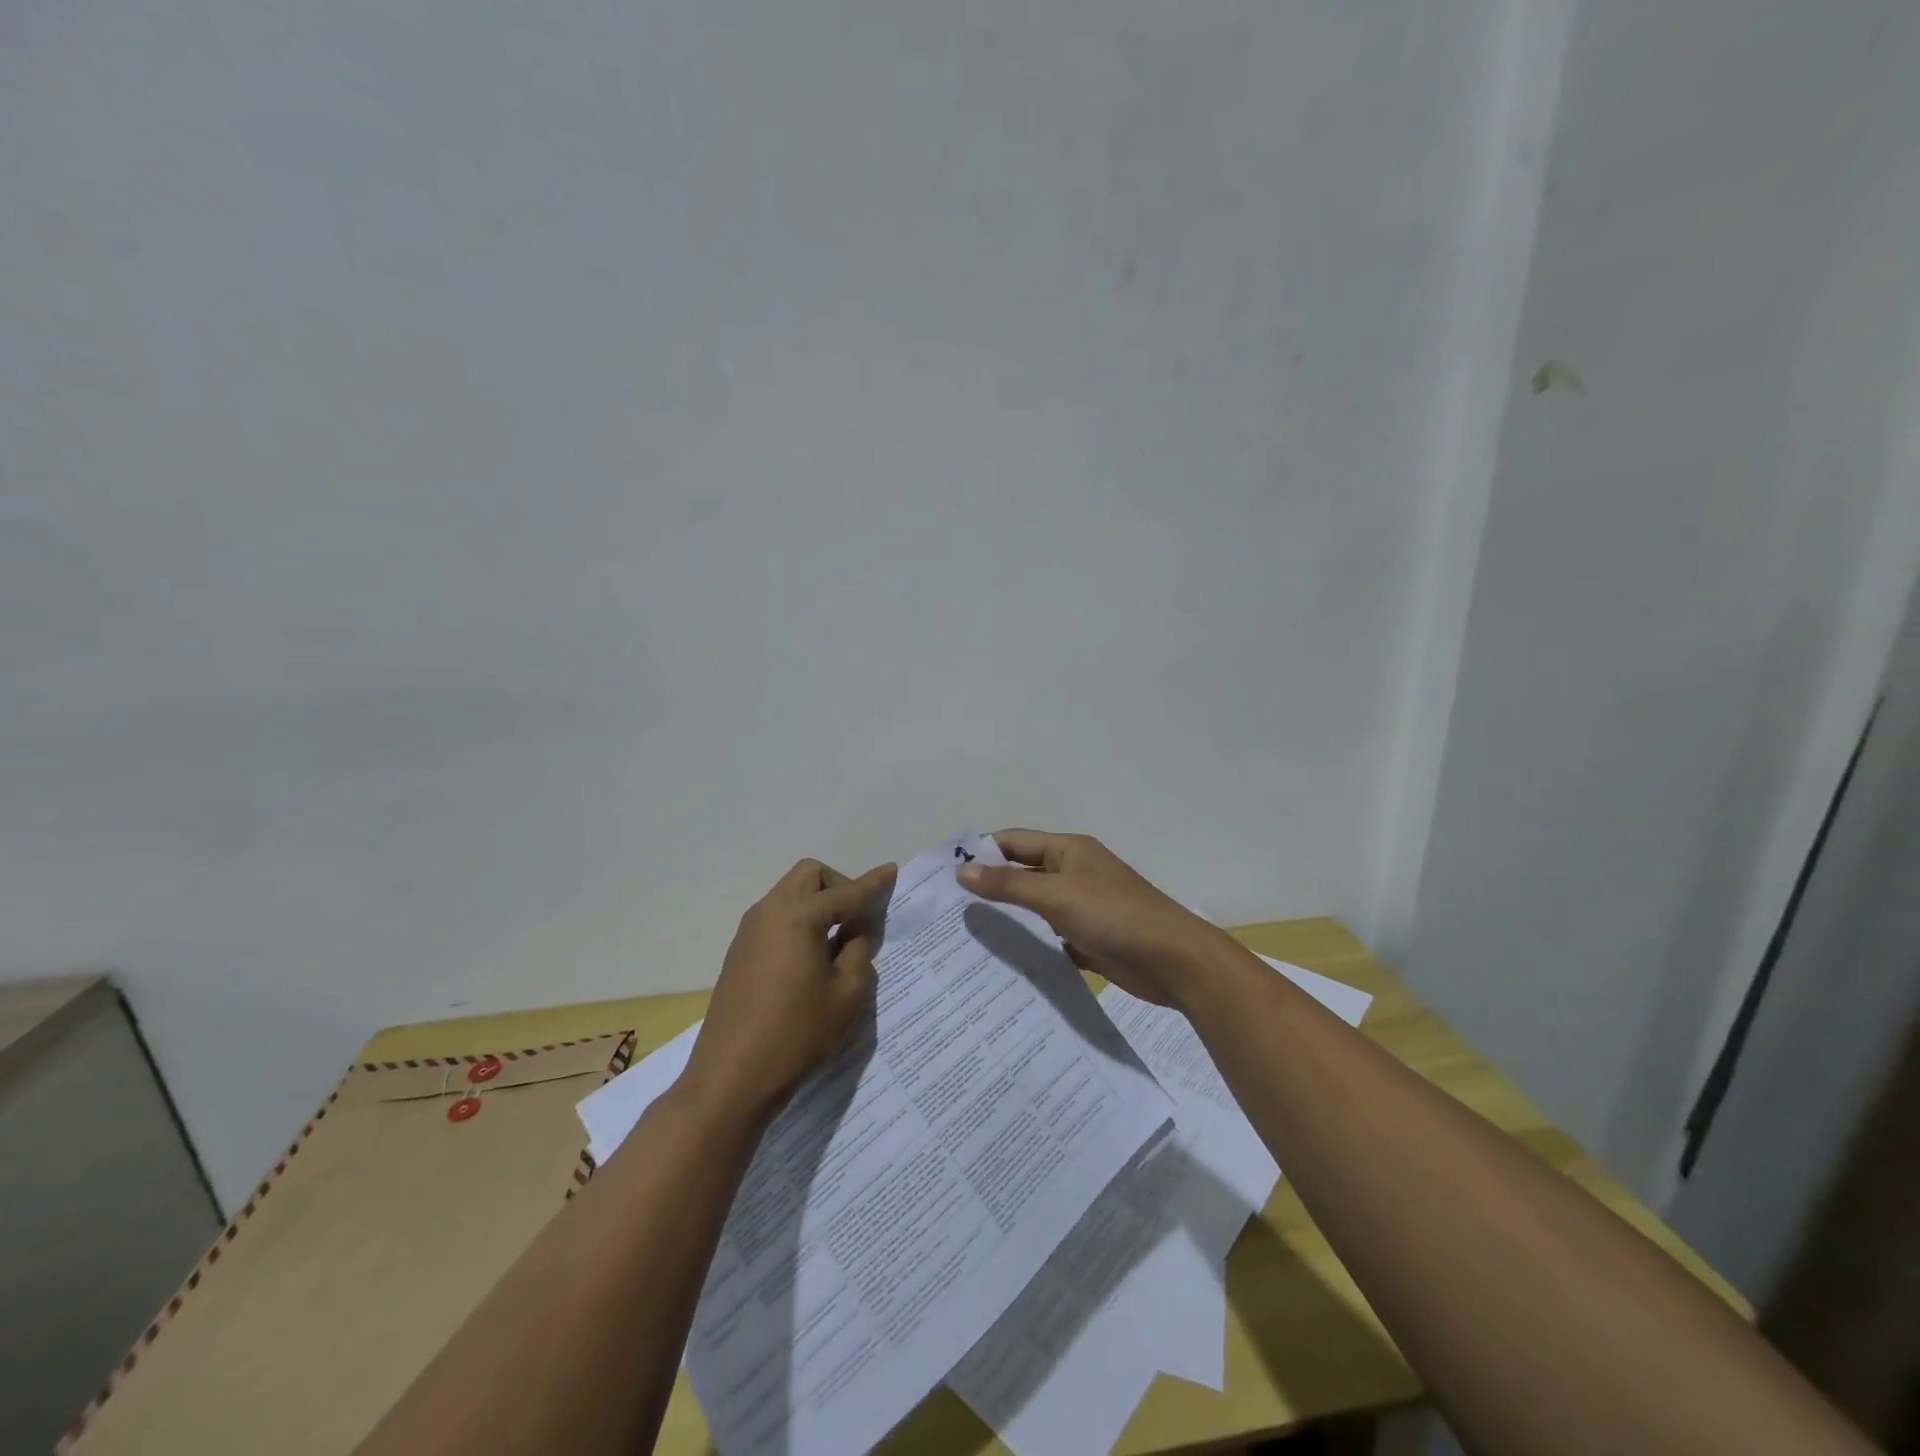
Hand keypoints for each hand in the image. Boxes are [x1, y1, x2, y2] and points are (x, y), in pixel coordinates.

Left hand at [681, 857, 896, 1123]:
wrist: (730, 1078)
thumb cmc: (796, 1034)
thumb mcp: (846, 995)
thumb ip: (857, 952)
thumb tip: (853, 933)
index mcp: (798, 917)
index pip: (845, 892)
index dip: (873, 883)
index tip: (892, 871)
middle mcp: (769, 912)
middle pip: (809, 876)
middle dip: (839, 885)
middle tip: (858, 918)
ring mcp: (749, 932)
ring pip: (790, 894)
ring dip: (817, 903)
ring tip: (838, 941)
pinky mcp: (739, 953)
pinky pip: (776, 918)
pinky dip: (799, 922)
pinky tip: (811, 958)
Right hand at [957, 830, 1229, 1008]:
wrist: (1174, 962)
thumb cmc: (1114, 916)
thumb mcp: (1056, 895)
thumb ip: (1008, 884)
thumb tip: (962, 871)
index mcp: (1068, 850)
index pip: (1014, 842)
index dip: (981, 853)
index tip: (944, 874)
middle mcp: (1073, 873)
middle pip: (1022, 874)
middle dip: (989, 889)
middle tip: (948, 911)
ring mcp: (1082, 907)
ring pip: (1034, 908)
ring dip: (1008, 919)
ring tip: (964, 937)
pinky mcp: (1088, 939)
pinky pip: (1049, 937)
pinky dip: (1029, 945)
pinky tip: (1001, 962)